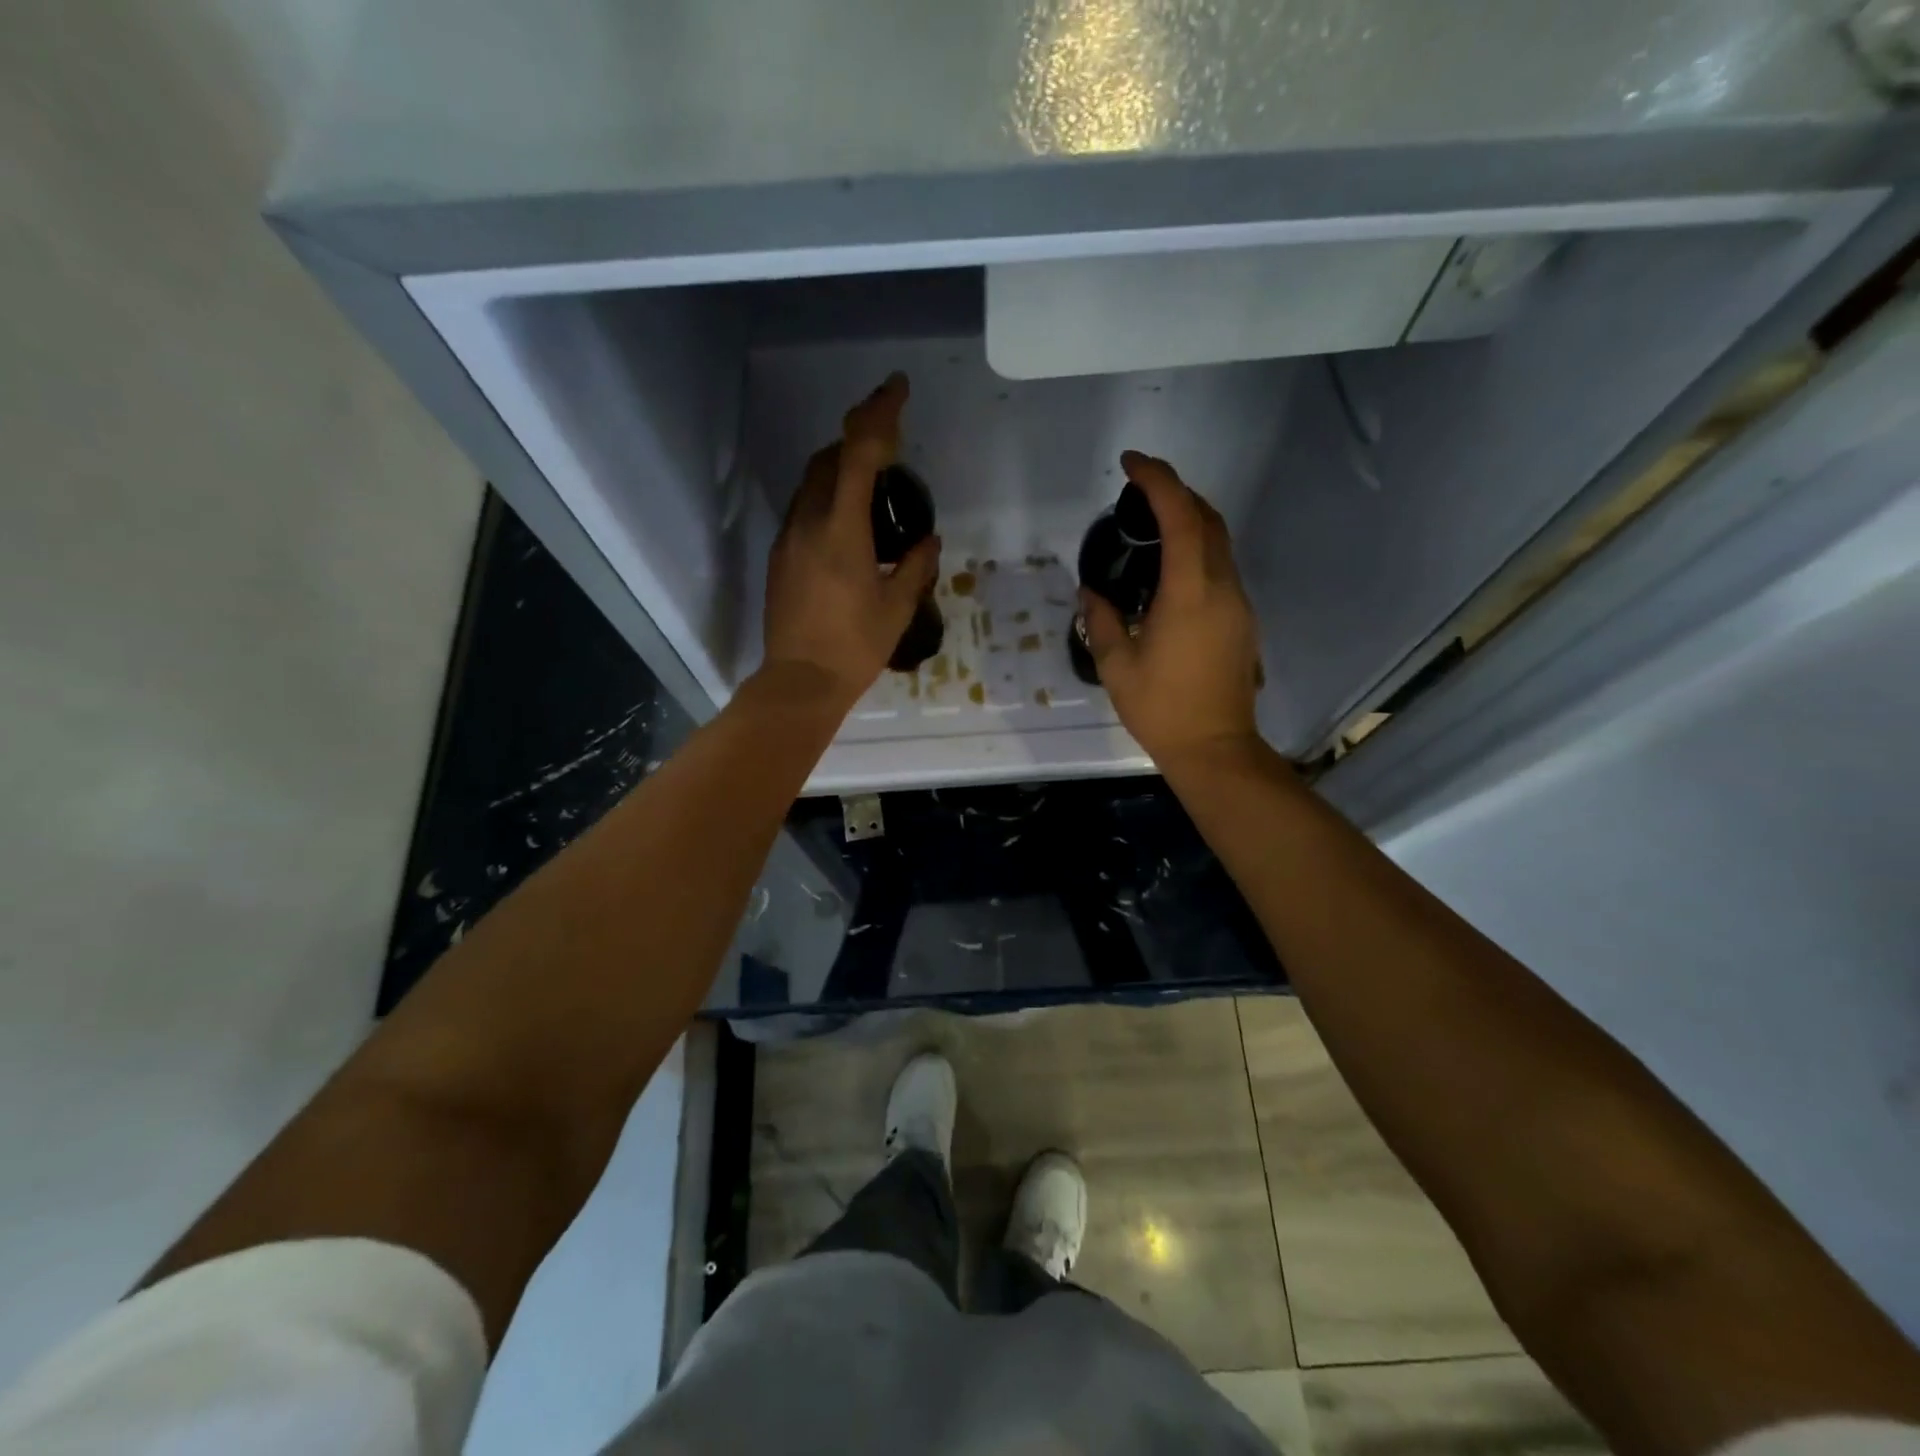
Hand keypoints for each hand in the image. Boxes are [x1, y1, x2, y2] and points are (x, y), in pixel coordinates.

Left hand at [760, 373, 940, 707]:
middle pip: (827, 458)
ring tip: (870, 489)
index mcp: (842, 529)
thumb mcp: (897, 607)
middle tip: (888, 448)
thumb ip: (915, 566)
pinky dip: (826, 501)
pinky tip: (846, 528)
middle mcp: (808, 522)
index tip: (897, 388)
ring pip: (810, 484)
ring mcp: (787, 539)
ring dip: (838, 471)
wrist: (800, 682)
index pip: (858, 453)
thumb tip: (927, 541)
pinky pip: (803, 511)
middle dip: (857, 440)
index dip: (879, 413)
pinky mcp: (778, 558)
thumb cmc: (855, 646)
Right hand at [1081, 452, 1263, 765]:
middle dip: (1177, 492)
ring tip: (1152, 525)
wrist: (1216, 748)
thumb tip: (1090, 593)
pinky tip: (1171, 570)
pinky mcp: (1243, 620)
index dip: (1158, 481)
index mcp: (1189, 592)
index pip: (1180, 516)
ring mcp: (1238, 603)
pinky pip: (1222, 567)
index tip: (1131, 464)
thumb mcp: (1117, 666)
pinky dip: (1198, 549)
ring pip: (1220, 542)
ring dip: (1190, 520)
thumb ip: (1101, 621)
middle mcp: (1221, 587)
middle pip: (1208, 519)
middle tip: (1140, 490)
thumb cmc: (1162, 708)